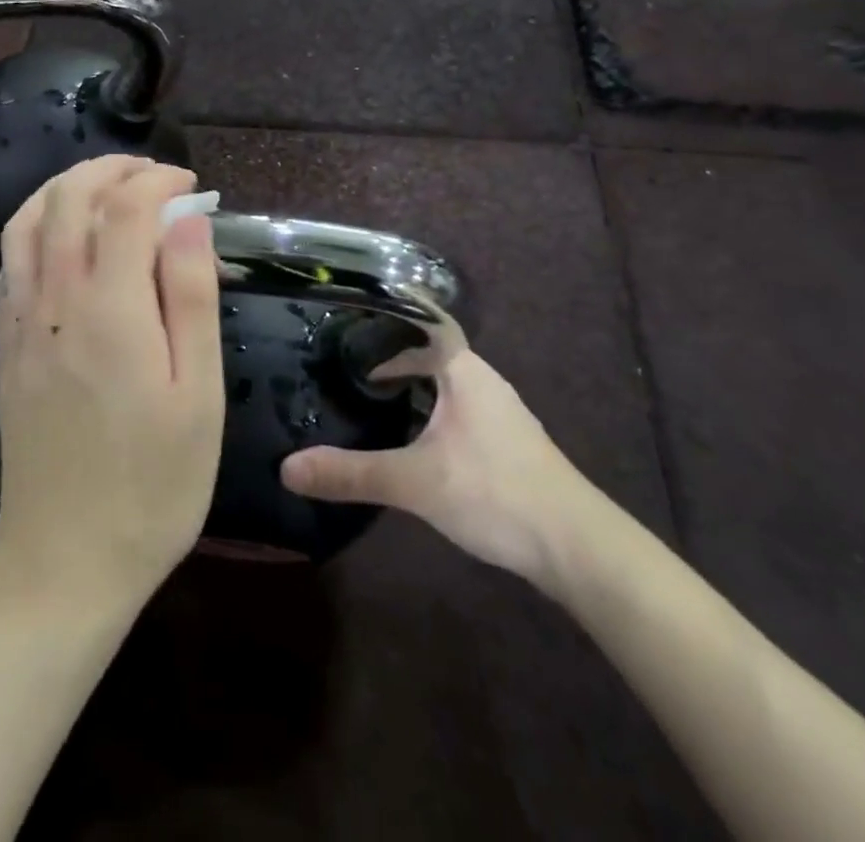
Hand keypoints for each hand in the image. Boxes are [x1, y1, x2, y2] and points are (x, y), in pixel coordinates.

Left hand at [0, 156, 225, 617]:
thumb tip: (188, 219)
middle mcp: (55, 301)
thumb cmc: (154, 484)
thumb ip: (190, 296)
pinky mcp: (6, 345)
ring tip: (108, 190)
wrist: (66, 562)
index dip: (159, 181)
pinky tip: (67, 239)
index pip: (125, 207)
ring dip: (66, 188)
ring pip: (25, 221)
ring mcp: (21, 322)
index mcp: (110, 310)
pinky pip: (9, 260)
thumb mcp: (198, 395)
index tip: (192, 185)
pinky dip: (37, 225)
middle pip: (66, 198)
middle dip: (111, 168)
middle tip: (155, 176)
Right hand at [280, 347, 604, 602]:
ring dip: (406, 386)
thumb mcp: (415, 482)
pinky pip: (452, 410)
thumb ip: (351, 472)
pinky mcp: (502, 443)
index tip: (341, 319)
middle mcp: (481, 379)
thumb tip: (287, 468)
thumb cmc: (496, 493)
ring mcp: (496, 412)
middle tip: (336, 361)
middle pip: (426, 352)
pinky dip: (424, 412)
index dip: (382, 316)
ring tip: (360, 392)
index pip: (418, 320)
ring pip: (440, 384)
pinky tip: (404, 436)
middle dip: (385, 355)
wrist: (577, 548)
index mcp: (462, 368)